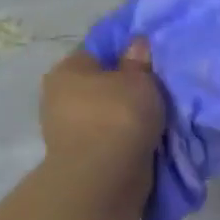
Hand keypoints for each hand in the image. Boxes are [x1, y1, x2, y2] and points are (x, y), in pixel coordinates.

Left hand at [38, 40, 164, 205]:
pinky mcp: (81, 154)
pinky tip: (148, 136)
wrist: (104, 176)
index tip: (151, 61)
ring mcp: (68, 128)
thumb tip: (137, 43)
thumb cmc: (119, 116)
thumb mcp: (139, 79)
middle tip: (159, 88)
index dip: (126, 53)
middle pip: (101, 84)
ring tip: (158, 115)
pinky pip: (110, 135)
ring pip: (106, 112)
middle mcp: (60, 96)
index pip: (98, 51)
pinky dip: (126, 136)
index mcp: (68, 70)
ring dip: (128, 115)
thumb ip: (139, 60)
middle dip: (126, 87)